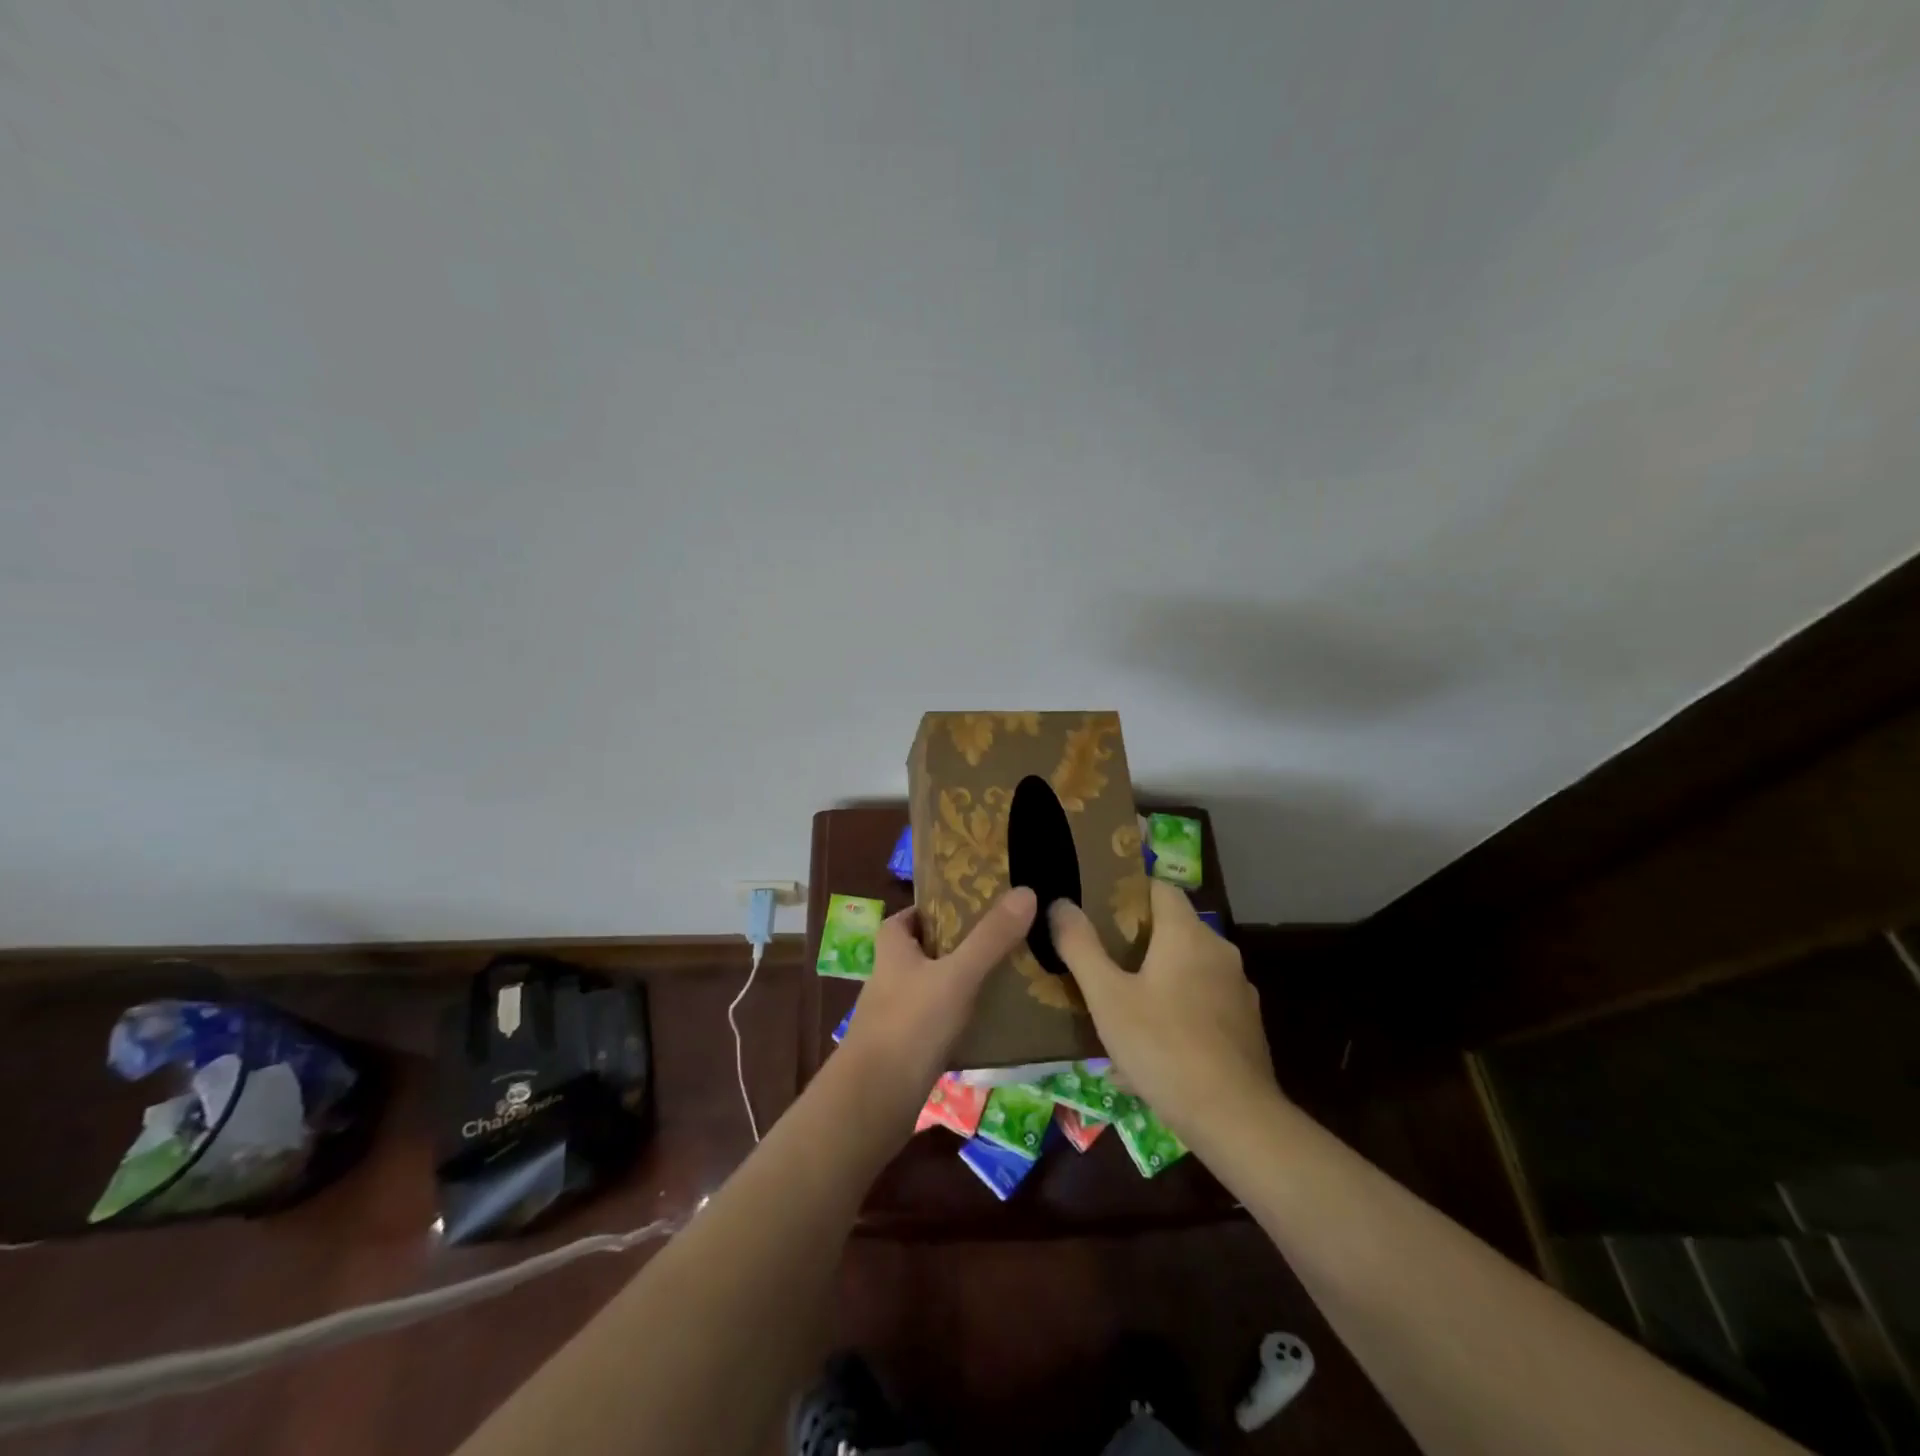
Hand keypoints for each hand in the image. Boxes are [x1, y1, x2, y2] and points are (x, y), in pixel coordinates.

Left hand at [839, 887, 1037, 1115]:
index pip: (908, 916)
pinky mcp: (903, 1048)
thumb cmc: (911, 1024)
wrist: (874, 1100)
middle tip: (998, 941)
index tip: (970, 908)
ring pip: (930, 987)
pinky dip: (958, 1019)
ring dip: (959, 983)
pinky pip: (935, 1023)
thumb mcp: (957, 974)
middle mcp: (888, 977)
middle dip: (955, 945)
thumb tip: (1026, 891)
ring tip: (1002, 979)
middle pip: (922, 950)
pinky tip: (988, 1024)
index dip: (934, 909)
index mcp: (892, 948)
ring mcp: (894, 1015)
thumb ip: (990, 937)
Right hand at [1050, 880, 1280, 1142]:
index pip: (1160, 888)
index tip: (1098, 907)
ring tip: (1122, 1003)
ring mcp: (1238, 989)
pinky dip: (1179, 1009)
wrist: (1234, 1118)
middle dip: (1138, 939)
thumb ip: (1080, 946)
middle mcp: (1219, 951)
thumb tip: (1060, 903)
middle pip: (1174, 928)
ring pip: (1189, 968)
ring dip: (1158, 977)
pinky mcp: (1246, 1025)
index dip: (1129, 891)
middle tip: (1101, 957)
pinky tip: (1154, 1044)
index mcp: (1187, 934)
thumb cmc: (1163, 1046)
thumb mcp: (1107, 997)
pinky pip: (1203, 1002)